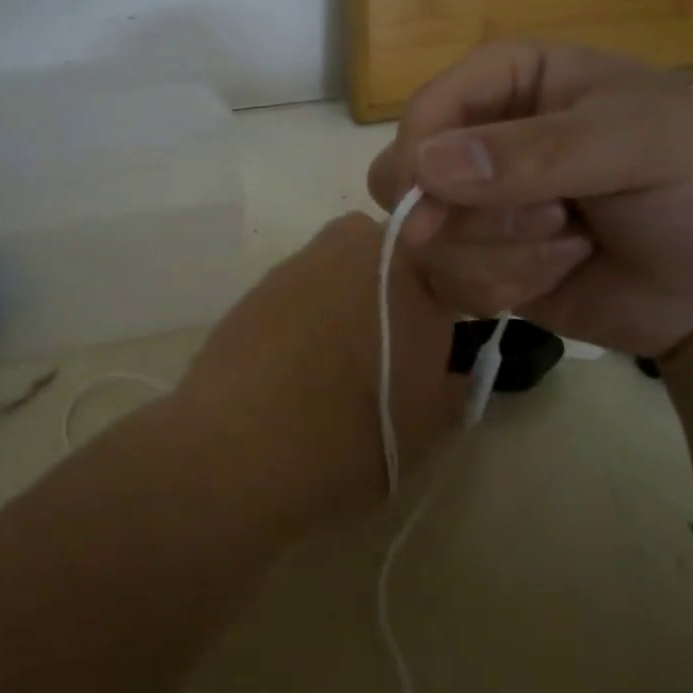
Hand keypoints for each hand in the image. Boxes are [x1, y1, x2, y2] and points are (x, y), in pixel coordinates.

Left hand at [176, 213, 460, 530]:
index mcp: (414, 271)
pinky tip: (297, 361)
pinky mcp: (260, 282)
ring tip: (340, 360)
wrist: (239, 446)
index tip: (444, 342)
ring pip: (345, 268)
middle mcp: (358, 247)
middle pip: (394, 257)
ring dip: (352, 299)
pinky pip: (304, 287)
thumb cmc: (352, 436)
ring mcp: (303, 260)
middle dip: (399, 292)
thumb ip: (452, 386)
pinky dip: (310, 312)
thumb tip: (451, 371)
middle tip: (395, 351)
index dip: (454, 304)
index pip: (452, 268)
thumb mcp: (427, 426)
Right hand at [367, 41, 692, 358]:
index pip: (427, 106)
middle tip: (549, 221)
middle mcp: (482, 139)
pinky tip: (557, 274)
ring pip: (423, 237)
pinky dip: (498, 288)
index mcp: (513, 81)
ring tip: (573, 246)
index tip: (432, 202)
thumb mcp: (636, 143)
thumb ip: (533, 151)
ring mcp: (478, 207)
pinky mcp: (480, 263)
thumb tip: (424, 167)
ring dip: (498, 255)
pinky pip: (444, 282)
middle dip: (468, 214)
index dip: (419, 152)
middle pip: (404, 175)